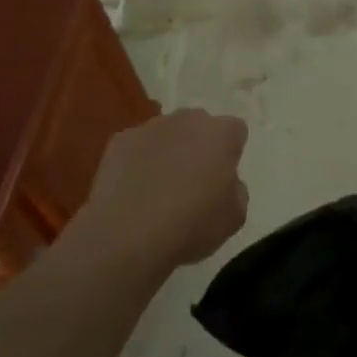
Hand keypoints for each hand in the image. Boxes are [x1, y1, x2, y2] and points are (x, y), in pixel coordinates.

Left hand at [77, 110, 249, 273]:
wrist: (127, 236)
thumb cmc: (190, 225)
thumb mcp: (234, 218)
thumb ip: (236, 190)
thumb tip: (226, 182)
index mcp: (221, 134)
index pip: (235, 131)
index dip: (231, 153)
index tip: (223, 178)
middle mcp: (187, 120)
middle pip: (199, 126)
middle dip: (199, 146)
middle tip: (193, 181)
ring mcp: (150, 127)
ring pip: (167, 133)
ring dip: (168, 151)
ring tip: (159, 188)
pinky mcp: (119, 141)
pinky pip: (137, 146)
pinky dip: (138, 161)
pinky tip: (134, 191)